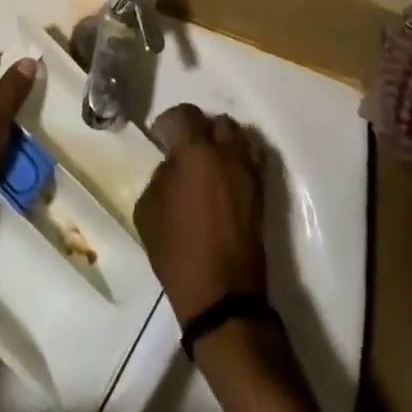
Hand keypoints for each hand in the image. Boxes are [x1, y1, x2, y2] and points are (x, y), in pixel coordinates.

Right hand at [135, 104, 268, 324]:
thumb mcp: (149, 208)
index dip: (170, 121)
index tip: (160, 136)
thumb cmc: (177, 250)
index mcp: (196, 151)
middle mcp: (227, 154)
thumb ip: (161, 175)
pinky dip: (237, 162)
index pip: (186, 114)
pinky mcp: (262, 197)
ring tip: (208, 163)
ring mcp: (249, 175)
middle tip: (185, 147)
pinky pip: (251, 163)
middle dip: (200, 128)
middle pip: (218, 123)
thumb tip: (174, 166)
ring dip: (223, 143)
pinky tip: (222, 181)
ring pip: (240, 139)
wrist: (222, 297)